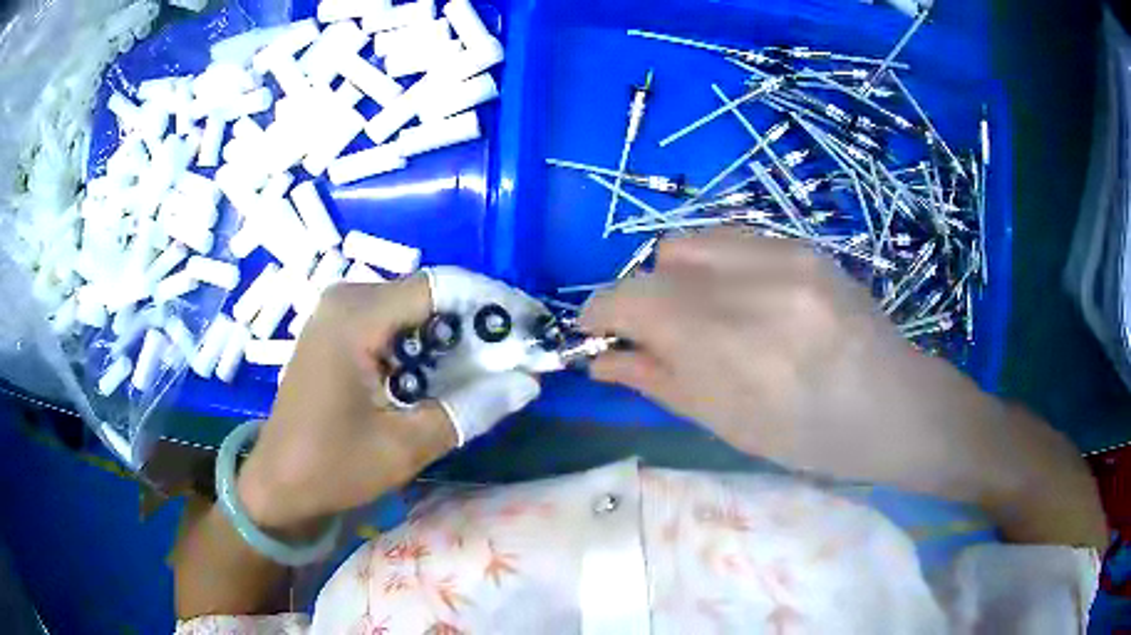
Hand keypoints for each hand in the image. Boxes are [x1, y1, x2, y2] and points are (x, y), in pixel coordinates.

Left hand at [237, 270, 540, 532]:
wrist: (278, 483)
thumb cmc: (333, 467)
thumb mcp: (405, 446)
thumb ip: (469, 410)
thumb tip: (527, 384)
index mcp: (355, 317)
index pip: (439, 287)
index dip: (489, 304)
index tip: (526, 330)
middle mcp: (345, 299)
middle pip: (427, 295)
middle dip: (473, 324)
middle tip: (511, 360)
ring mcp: (337, 312)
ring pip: (412, 308)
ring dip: (450, 336)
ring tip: (485, 371)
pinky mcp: (336, 330)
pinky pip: (391, 322)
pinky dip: (423, 344)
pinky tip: (440, 376)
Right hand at [581, 230, 1004, 491]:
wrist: (893, 405)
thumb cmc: (809, 436)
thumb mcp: (725, 423)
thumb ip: (656, 380)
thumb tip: (599, 359)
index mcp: (728, 342)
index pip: (629, 300)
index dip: (598, 315)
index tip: (595, 334)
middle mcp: (751, 282)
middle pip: (656, 265)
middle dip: (640, 300)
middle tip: (659, 335)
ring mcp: (783, 254)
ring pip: (691, 241)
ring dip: (677, 276)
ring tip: (704, 313)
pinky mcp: (803, 245)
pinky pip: (732, 236)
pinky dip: (715, 262)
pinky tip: (740, 295)